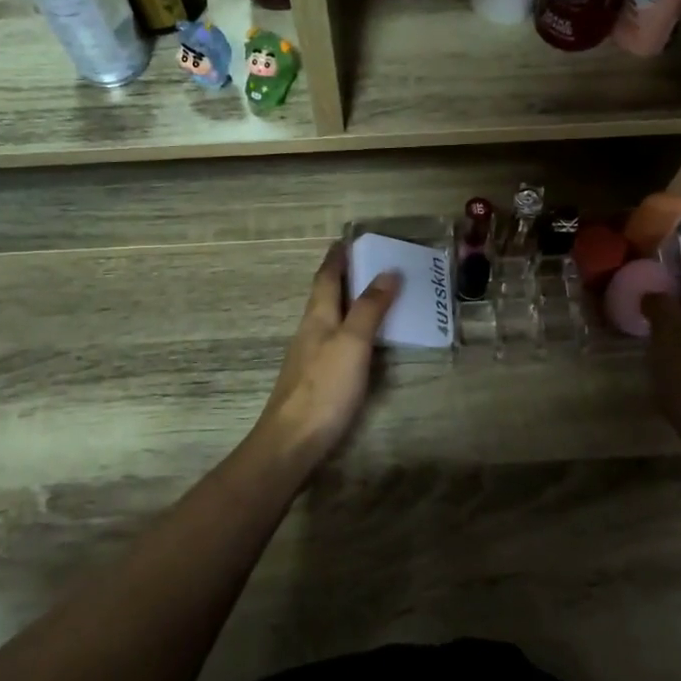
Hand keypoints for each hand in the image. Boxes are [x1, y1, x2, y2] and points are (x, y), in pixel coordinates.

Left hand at [251, 243, 401, 462]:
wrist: (292, 442)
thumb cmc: (324, 388)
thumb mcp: (352, 343)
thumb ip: (369, 308)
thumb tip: (388, 271)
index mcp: (317, 316)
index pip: (326, 277)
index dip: (337, 257)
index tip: (348, 238)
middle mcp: (311, 331)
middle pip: (326, 295)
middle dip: (344, 276)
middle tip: (370, 262)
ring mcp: (310, 356)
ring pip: (330, 318)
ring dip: (348, 302)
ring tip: (374, 295)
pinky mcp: (316, 379)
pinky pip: (336, 340)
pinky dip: (351, 328)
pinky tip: (363, 340)